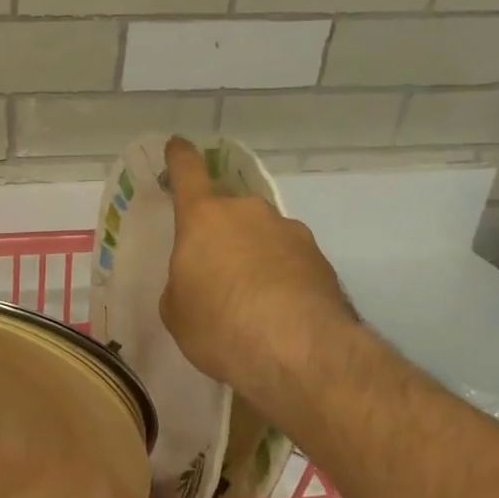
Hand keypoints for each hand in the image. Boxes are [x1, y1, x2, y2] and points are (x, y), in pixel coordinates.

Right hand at [160, 137, 358, 417]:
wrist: (300, 352)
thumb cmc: (219, 325)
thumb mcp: (177, 311)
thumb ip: (182, 283)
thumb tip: (200, 279)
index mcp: (205, 217)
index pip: (188, 172)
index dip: (180, 157)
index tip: (178, 145)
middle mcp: (249, 212)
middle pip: (229, 210)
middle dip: (220, 232)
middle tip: (214, 270)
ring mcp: (291, 232)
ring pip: (263, 235)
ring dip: (253, 255)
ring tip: (251, 299)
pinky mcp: (321, 260)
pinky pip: (289, 260)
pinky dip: (281, 277)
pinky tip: (278, 311)